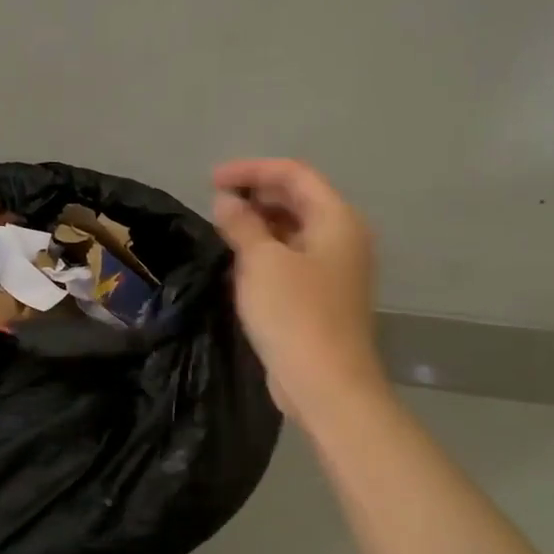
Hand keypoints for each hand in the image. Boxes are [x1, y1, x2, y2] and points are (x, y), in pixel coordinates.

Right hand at [211, 158, 384, 415]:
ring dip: (258, 222)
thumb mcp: (261, 261)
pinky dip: (265, 249)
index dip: (252, 170)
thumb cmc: (294, 313)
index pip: (294, 174)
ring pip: (293, 229)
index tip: (212, 180)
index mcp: (336, 220)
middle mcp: (342, 238)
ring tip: (221, 229)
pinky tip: (238, 260)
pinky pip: (291, 256)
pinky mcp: (321, 295)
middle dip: (255, 194)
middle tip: (214, 203)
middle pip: (298, 198)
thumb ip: (242, 223)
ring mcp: (334, 268)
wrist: (325, 383)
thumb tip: (227, 201)